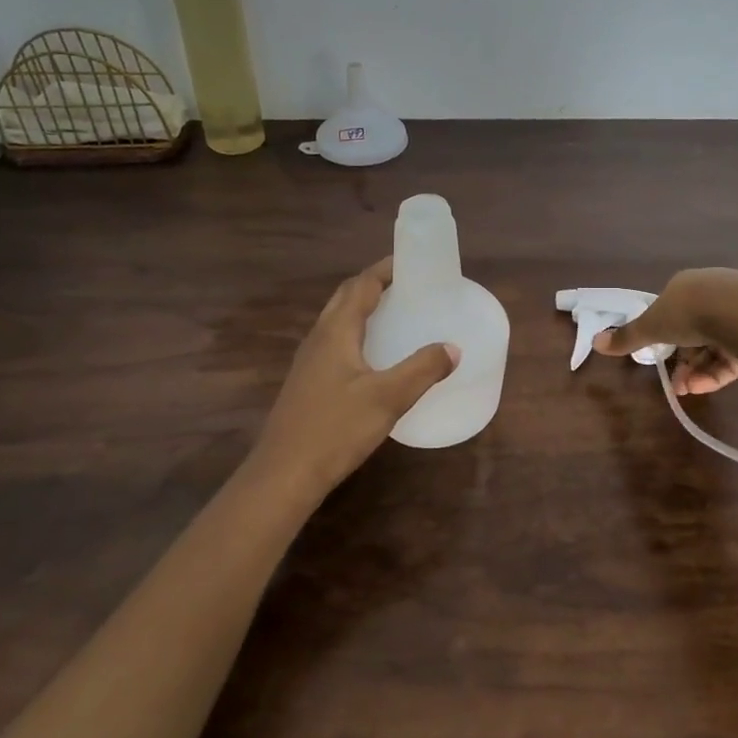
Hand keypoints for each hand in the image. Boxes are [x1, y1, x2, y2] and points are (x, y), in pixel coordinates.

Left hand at [248, 258, 459, 496]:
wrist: (284, 474)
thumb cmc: (335, 429)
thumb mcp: (388, 398)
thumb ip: (422, 369)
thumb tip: (452, 348)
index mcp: (336, 332)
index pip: (361, 285)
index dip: (385, 270)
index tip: (412, 262)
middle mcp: (319, 339)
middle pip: (345, 298)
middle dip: (374, 285)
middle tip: (407, 285)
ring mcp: (309, 362)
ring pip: (337, 321)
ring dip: (363, 309)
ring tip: (395, 314)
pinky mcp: (308, 383)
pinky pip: (335, 343)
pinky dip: (357, 334)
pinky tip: (374, 357)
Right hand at [592, 268, 737, 395]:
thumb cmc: (690, 313)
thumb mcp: (652, 326)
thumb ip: (627, 337)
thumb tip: (595, 341)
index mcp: (687, 285)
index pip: (673, 312)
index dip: (663, 338)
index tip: (658, 359)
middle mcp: (714, 293)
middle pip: (694, 331)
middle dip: (683, 361)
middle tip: (676, 384)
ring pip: (715, 345)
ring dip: (698, 371)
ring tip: (689, 390)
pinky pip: (735, 354)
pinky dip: (718, 371)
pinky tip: (706, 386)